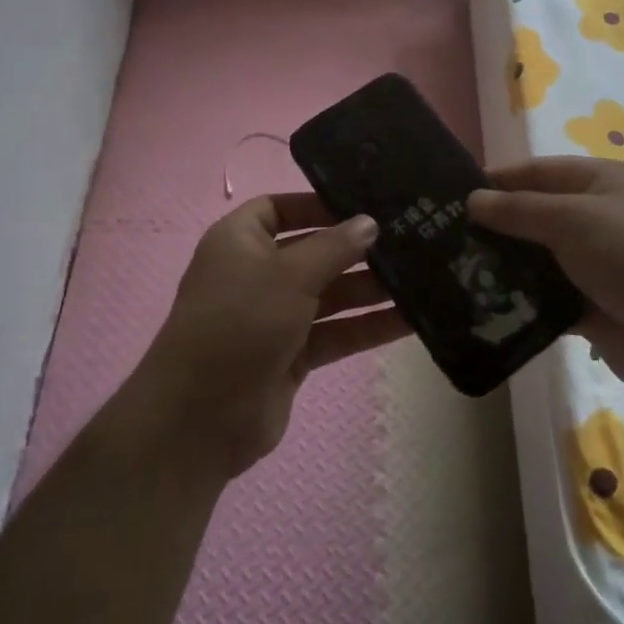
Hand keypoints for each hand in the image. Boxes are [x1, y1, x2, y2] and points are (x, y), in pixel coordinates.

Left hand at [127, 193, 407, 479]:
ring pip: (329, 294)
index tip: (366, 205)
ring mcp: (275, 317)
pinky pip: (335, 332)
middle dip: (357, 249)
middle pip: (313, 252)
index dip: (319, 204)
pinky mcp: (292, 355)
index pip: (281, 208)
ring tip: (422, 277)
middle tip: (411, 239)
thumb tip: (369, 222)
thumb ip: (334, 247)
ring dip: (370, 289)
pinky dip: (366, 327)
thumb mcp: (289, 274)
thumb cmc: (240, 324)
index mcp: (240, 241)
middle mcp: (257, 274)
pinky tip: (410, 320)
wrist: (200, 418)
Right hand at [469, 156, 623, 398]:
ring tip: (454, 273)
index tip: (451, 195)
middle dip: (495, 227)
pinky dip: (520, 302)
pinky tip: (483, 305)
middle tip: (444, 239)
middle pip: (535, 216)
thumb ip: (518, 210)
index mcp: (602, 182)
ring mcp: (595, 265)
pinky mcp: (590, 306)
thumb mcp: (572, 218)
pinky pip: (545, 298)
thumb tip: (472, 200)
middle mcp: (598, 218)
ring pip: (537, 259)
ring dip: (504, 266)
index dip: (498, 180)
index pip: (538, 172)